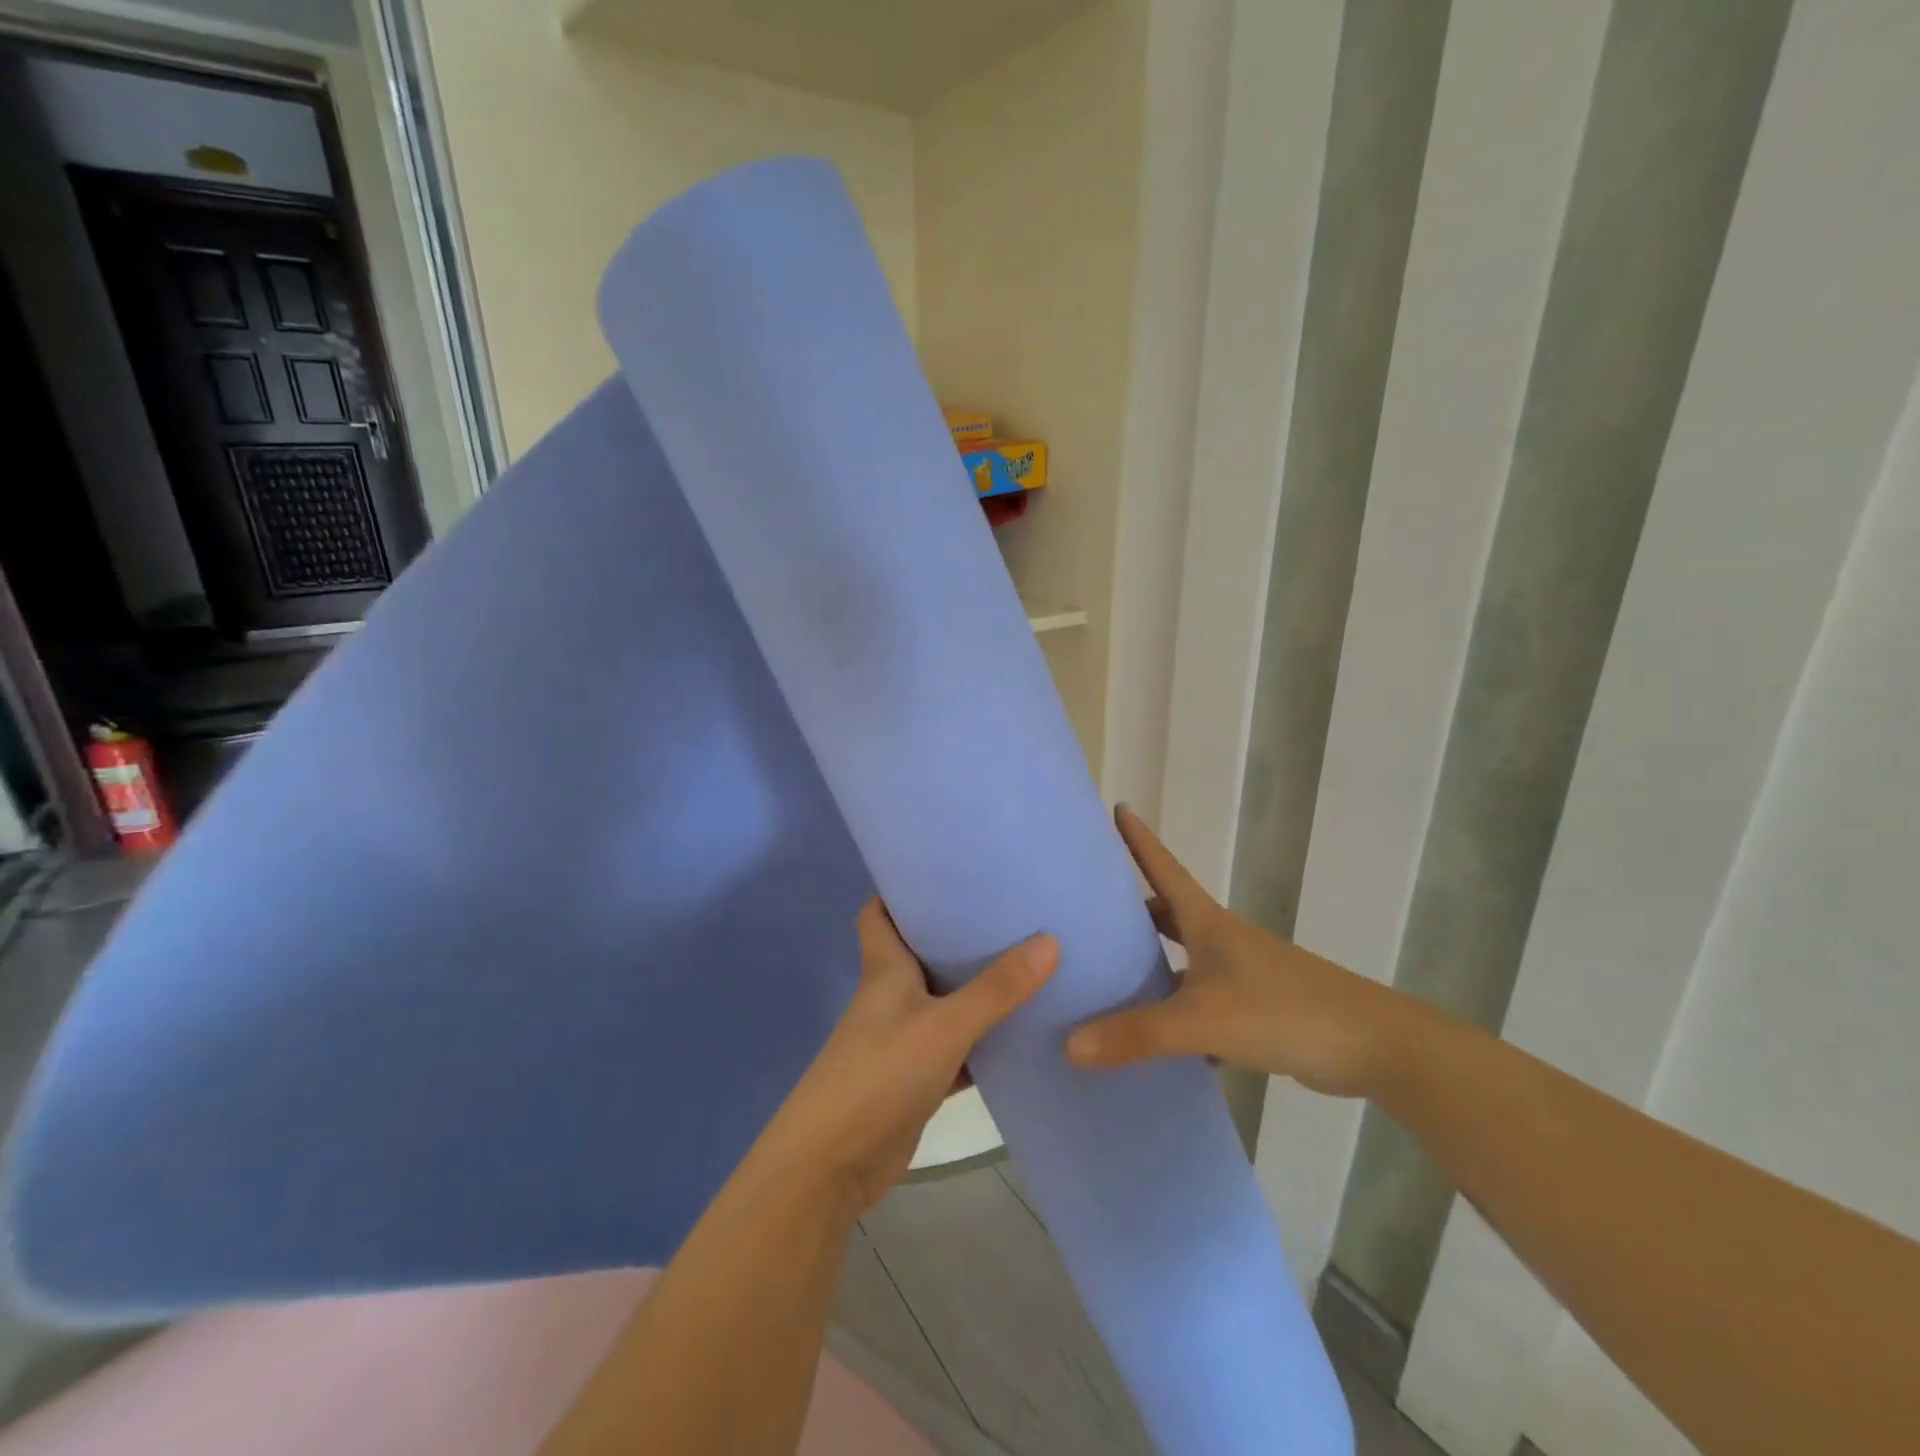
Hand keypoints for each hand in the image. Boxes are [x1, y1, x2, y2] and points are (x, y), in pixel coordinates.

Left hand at [760, 901, 1056, 1214]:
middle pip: (921, 952)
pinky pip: (956, 1047)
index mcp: (885, 970)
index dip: (901, 890)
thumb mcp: (944, 1026)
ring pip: (943, 1000)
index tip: (945, 873)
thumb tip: (1049, 940)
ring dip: (976, 988)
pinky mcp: (917, 1077)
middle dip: (957, 935)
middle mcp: (892, 996)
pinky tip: (1021, 1032)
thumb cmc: (879, 1075)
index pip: (880, 913)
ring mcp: (904, 1038)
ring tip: (1029, 962)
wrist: (833, 1164)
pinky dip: (982, 1040)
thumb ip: (996, 989)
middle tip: (1010, 912)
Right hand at [1064, 806, 1412, 1097]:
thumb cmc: (1285, 1011)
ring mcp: (1239, 973)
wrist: (1374, 1046)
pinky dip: (1172, 1008)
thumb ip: (1138, 1034)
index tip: (1115, 807)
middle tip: (1082, 907)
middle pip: (1165, 911)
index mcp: (1207, 922)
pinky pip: (1197, 999)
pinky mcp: (1252, 1008)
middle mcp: (1220, 939)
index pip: (1163, 868)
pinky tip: (1149, 1033)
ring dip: (1148, 960)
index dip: (1138, 839)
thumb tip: (1070, 1046)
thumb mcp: (1204, 1021)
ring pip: (1180, 957)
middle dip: (1128, 906)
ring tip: (1102, 971)